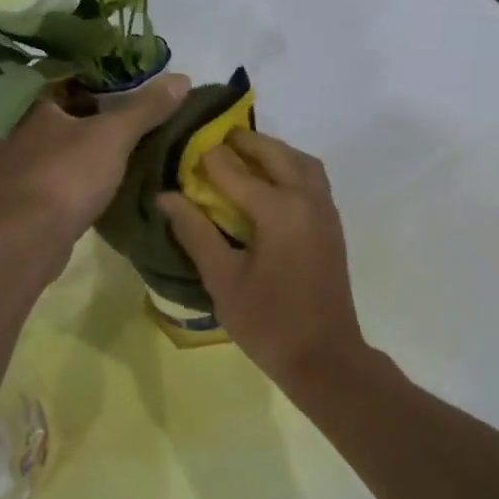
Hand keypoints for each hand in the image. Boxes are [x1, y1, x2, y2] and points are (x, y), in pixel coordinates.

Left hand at [0, 74, 191, 266]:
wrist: (27, 241)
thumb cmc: (65, 176)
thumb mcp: (113, 136)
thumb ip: (146, 106)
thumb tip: (182, 78)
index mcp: (27, 99)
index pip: (65, 70)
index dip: (100, 70)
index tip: (132, 75)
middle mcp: (12, 123)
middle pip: (62, 103)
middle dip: (96, 104)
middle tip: (135, 103)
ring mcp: (12, 158)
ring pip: (57, 135)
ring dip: (86, 134)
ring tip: (124, 133)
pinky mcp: (20, 188)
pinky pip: (55, 163)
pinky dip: (77, 161)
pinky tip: (102, 166)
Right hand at [158, 130, 366, 384]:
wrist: (325, 357)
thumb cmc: (268, 322)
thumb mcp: (222, 279)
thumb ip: (195, 232)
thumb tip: (166, 197)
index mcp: (279, 210)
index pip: (234, 170)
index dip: (206, 158)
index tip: (183, 149)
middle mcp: (307, 199)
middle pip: (275, 153)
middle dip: (244, 142)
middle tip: (214, 141)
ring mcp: (325, 210)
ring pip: (300, 161)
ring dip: (272, 151)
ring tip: (242, 157)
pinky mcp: (332, 224)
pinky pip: (312, 178)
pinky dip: (290, 167)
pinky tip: (268, 184)